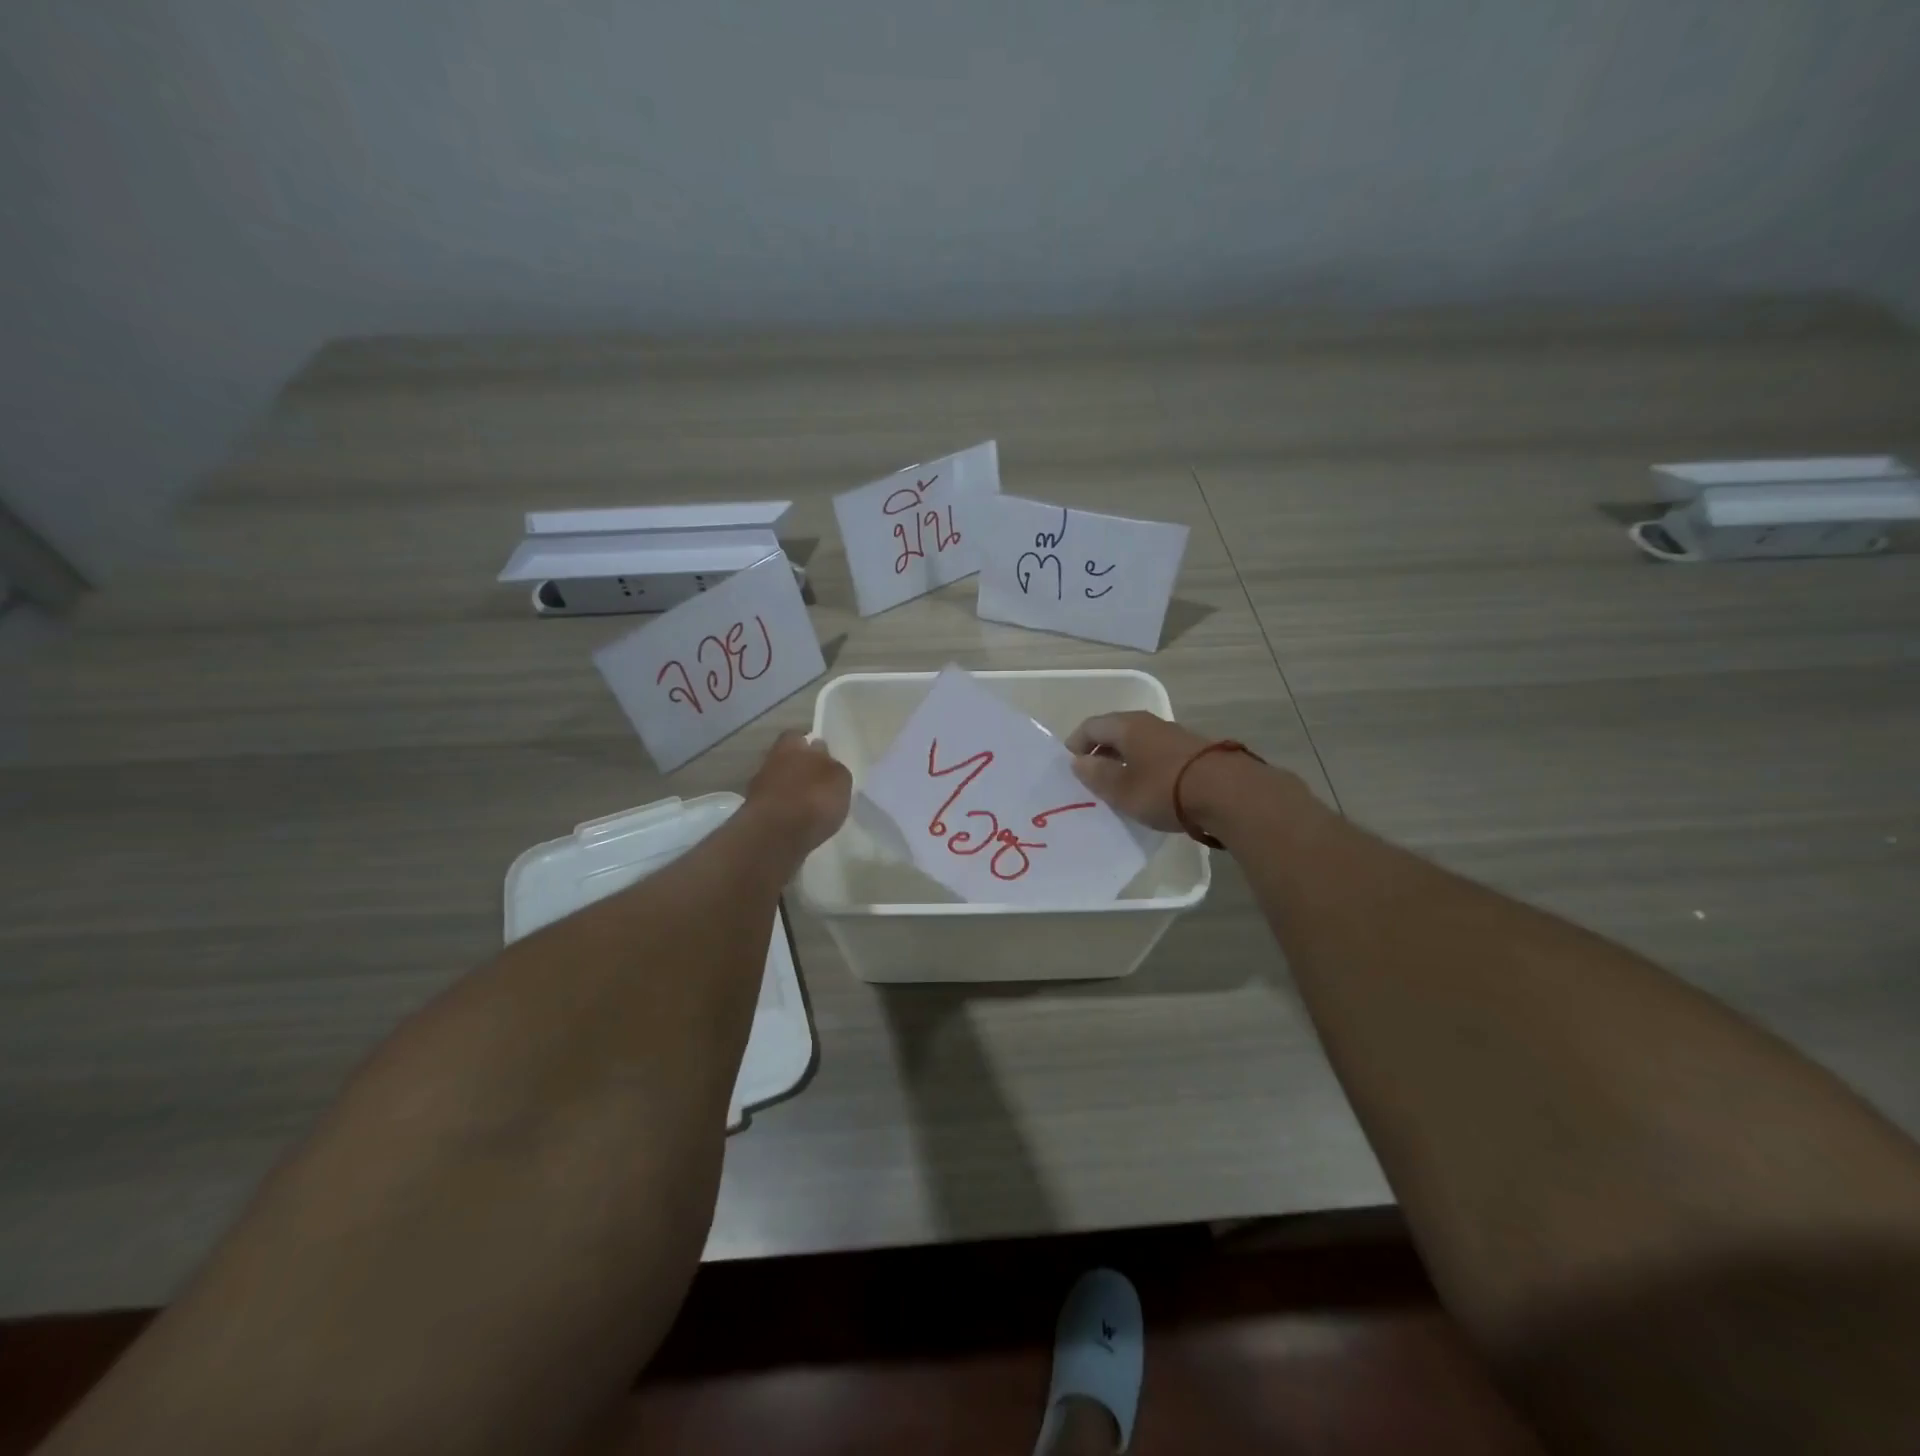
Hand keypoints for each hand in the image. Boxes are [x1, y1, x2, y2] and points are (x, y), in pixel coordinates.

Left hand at [745, 730, 851, 852]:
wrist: (775, 836)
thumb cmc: (813, 799)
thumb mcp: (840, 779)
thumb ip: (834, 767)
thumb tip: (827, 761)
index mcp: (791, 745)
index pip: (799, 736)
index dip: (811, 747)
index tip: (824, 758)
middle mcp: (771, 760)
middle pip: (788, 760)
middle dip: (801, 769)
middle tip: (820, 784)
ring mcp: (759, 788)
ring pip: (780, 783)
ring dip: (792, 792)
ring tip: (812, 807)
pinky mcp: (754, 814)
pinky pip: (775, 806)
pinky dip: (785, 812)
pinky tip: (799, 822)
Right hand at [1066, 712, 1216, 831]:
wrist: (1228, 793)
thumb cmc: (1164, 788)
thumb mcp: (1121, 789)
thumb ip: (1096, 775)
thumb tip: (1078, 761)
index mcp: (1126, 726)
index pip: (1091, 726)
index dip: (1076, 743)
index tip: (1070, 765)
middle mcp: (1149, 723)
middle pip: (1116, 731)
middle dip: (1100, 751)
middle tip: (1092, 776)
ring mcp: (1174, 735)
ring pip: (1138, 742)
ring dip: (1125, 759)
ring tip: (1120, 785)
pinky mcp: (1194, 751)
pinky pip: (1158, 753)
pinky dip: (1146, 766)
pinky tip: (1149, 788)